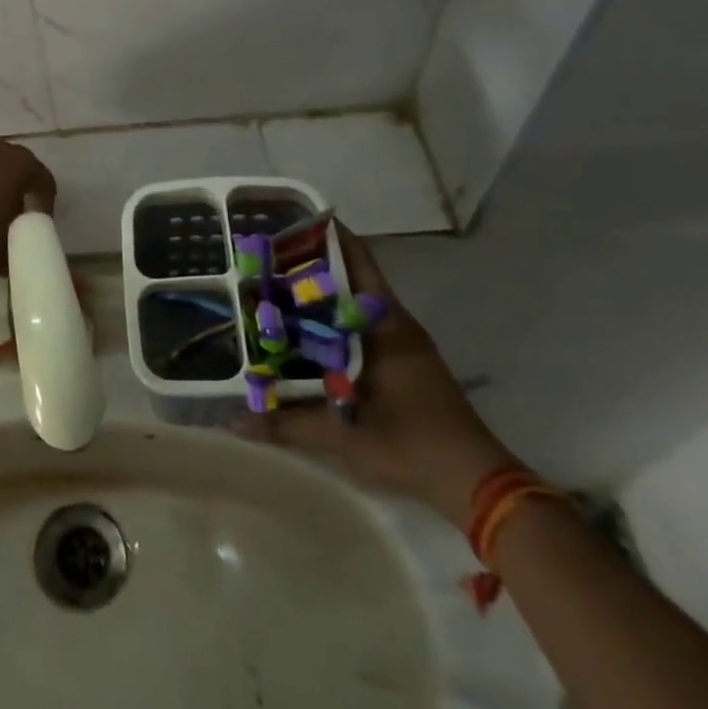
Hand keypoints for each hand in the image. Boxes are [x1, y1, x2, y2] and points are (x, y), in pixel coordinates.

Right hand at [233, 223, 513, 529]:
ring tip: (275, 288)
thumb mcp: (343, 436)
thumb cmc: (410, 444)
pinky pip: (362, 325)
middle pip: (351, 277)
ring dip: (322, 294)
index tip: (288, 224)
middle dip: (311, 265)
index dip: (326, 238)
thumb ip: (286, 424)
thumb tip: (232, 420)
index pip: (356, 261)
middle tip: (266, 258)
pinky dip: (334, 320)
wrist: (475, 484)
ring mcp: (403, 344)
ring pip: (356, 303)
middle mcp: (394, 324)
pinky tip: (304, 332)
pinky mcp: (405, 363)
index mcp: (384, 325)